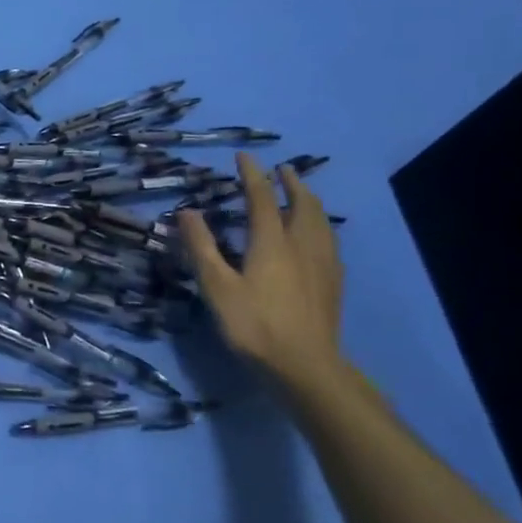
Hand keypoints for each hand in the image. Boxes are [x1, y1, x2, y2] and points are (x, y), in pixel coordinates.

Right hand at [179, 152, 344, 388]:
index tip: (244, 157)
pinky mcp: (333, 283)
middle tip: (282, 169)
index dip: (252, 175)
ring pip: (321, 221)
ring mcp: (323, 264)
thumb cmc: (254, 325)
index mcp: (272, 242)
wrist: (305, 365)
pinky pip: (329, 241)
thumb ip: (202, 247)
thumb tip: (188, 211)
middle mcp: (301, 245)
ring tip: (303, 194)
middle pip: (302, 204)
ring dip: (310, 201)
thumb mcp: (217, 286)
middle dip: (291, 183)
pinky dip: (321, 225)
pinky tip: (318, 237)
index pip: (261, 198)